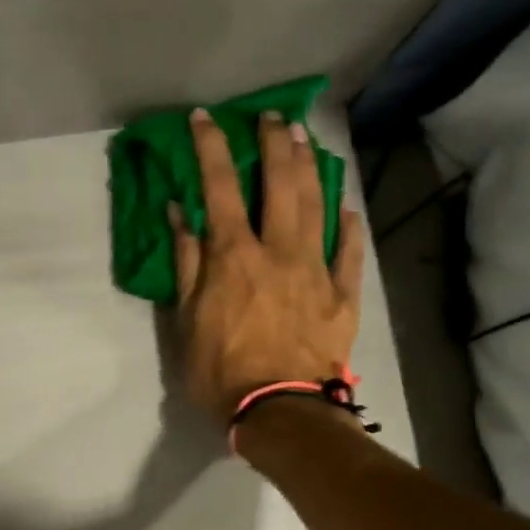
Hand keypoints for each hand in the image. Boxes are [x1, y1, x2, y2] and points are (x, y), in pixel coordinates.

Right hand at [170, 110, 365, 419]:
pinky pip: (350, 252)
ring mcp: (316, 270)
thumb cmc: (222, 372)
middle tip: (272, 118)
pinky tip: (348, 208)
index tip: (205, 118)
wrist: (280, 411)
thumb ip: (186, 264)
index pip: (219, 187)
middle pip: (280, 182)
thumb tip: (179, 213)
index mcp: (234, 256)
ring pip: (318, 206)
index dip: (211, 147)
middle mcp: (279, 251)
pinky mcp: (343, 296)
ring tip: (308, 140)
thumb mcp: (187, 322)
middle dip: (274, 143)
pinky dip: (349, 227)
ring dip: (311, 168)